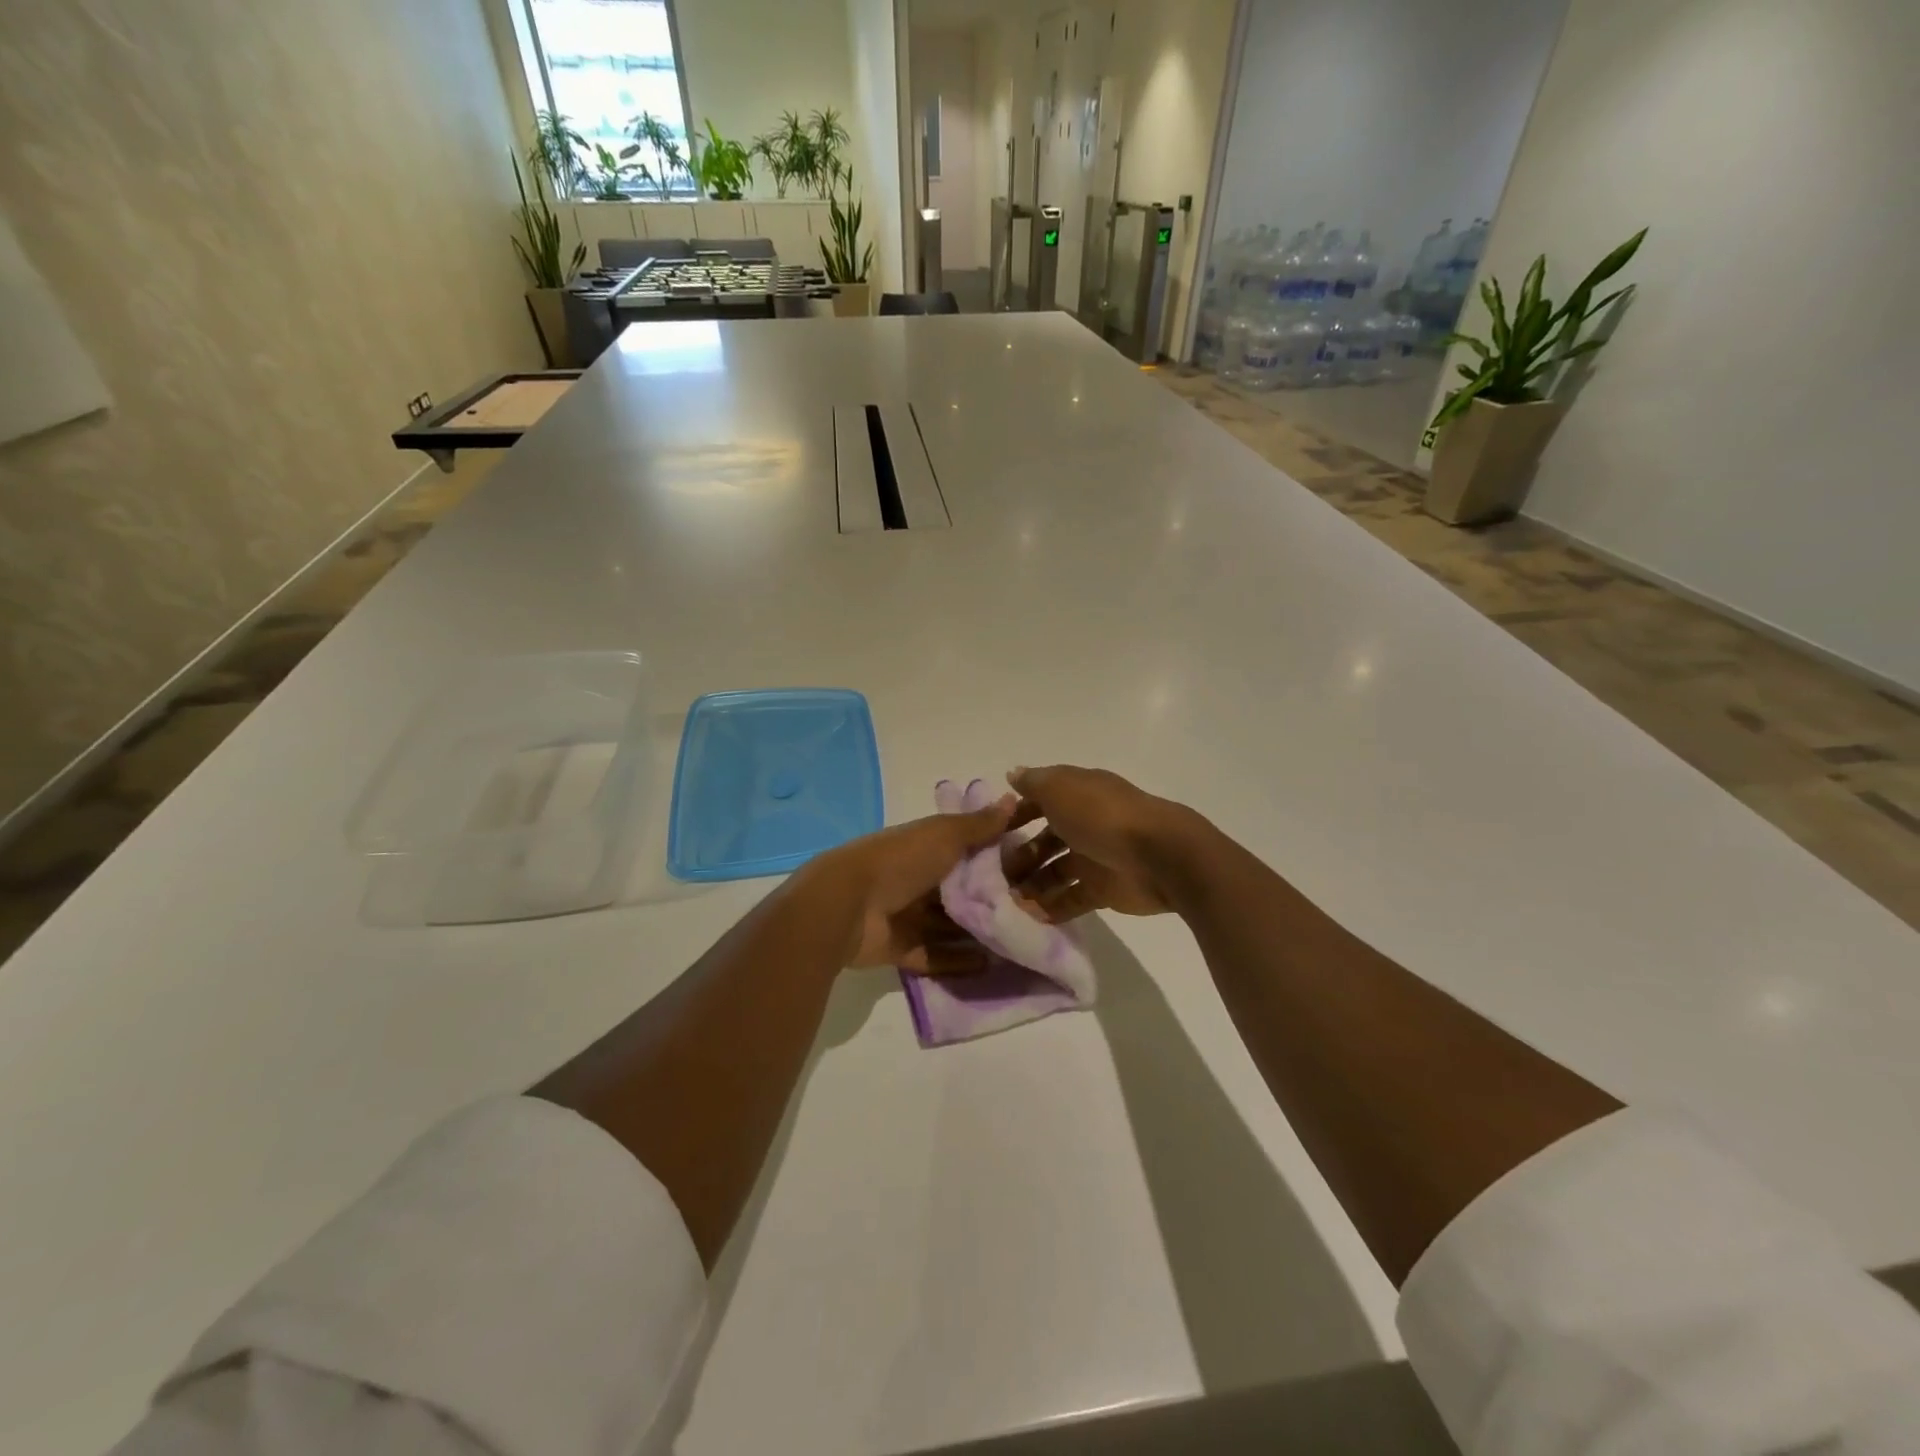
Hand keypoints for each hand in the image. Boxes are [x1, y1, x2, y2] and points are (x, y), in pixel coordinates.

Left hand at [805, 795, 1017, 972]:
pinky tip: (991, 965)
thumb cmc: (900, 861)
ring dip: (980, 932)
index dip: (1000, 855)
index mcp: (926, 848)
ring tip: (1020, 942)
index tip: (1038, 865)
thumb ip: (979, 824)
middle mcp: (919, 880)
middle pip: (963, 890)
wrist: (847, 905)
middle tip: (1037, 911)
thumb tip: (1013, 799)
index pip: (970, 850)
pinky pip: (936, 955)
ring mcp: (908, 915)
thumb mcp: (944, 835)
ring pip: (951, 925)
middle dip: (994, 899)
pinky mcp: (902, 948)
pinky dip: (959, 960)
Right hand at [1001, 765, 1199, 921]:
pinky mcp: (1102, 890)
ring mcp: (1093, 858)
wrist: (1160, 855)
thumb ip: (1034, 783)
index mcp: (1076, 795)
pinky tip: (1026, 918)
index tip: (990, 833)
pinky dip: (1050, 909)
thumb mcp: (1061, 789)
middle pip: (1043, 841)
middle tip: (991, 877)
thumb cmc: (1103, 816)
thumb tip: (1013, 774)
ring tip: (1005, 902)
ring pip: (1053, 873)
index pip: (1038, 802)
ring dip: (1030, 886)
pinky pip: (1070, 900)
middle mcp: (1083, 824)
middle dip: (1018, 857)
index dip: (1014, 815)